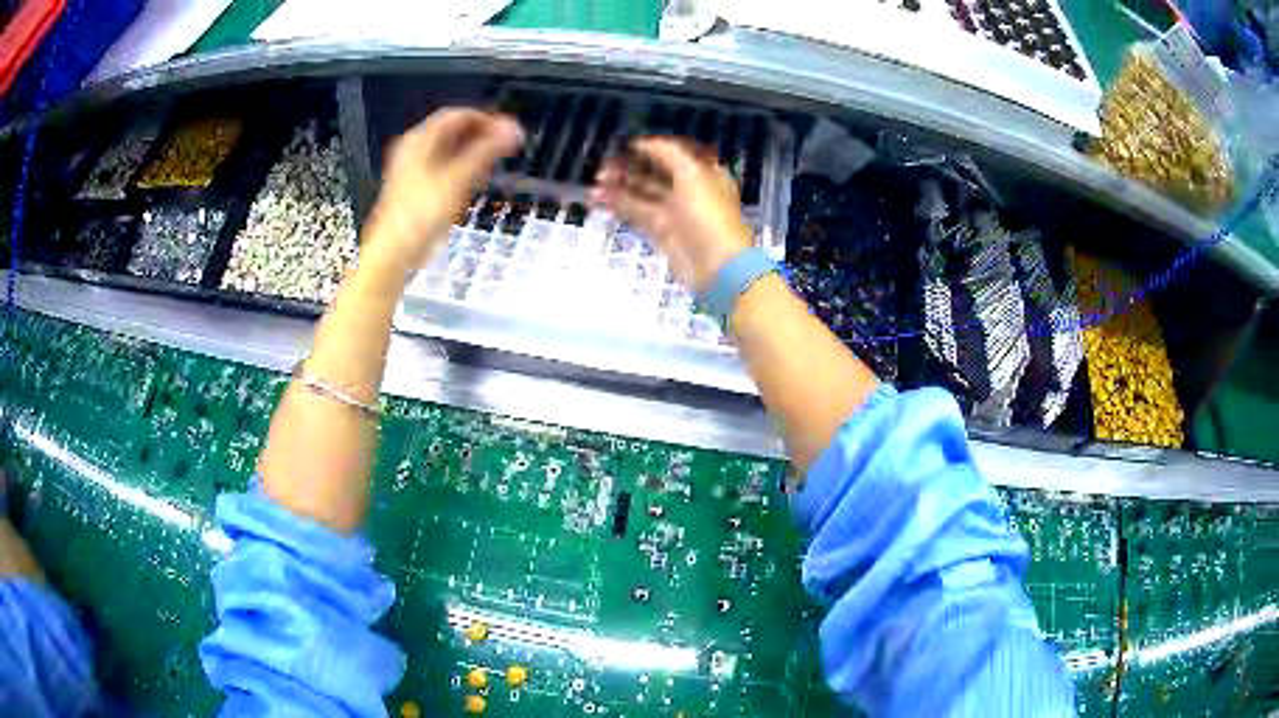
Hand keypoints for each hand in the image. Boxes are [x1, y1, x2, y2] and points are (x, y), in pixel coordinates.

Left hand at [365, 109, 522, 271]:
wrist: (393, 252)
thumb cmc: (419, 214)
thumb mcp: (458, 178)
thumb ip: (487, 151)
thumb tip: (513, 130)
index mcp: (419, 140)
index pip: (457, 116)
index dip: (486, 119)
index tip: (507, 130)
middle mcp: (413, 150)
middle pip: (452, 131)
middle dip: (481, 135)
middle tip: (505, 144)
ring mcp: (413, 170)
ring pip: (448, 150)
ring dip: (473, 151)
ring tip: (495, 160)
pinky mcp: (416, 189)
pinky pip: (443, 168)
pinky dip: (462, 167)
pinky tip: (474, 179)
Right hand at [590, 137, 753, 293]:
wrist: (716, 264)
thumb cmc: (709, 214)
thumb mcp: (692, 173)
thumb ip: (666, 152)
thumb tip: (642, 142)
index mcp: (703, 173)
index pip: (673, 154)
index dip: (649, 148)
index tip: (623, 144)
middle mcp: (689, 190)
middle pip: (655, 173)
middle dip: (629, 168)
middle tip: (602, 166)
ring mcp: (675, 213)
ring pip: (642, 193)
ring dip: (619, 186)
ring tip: (595, 183)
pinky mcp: (662, 233)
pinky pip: (637, 213)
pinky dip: (618, 205)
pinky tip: (598, 198)